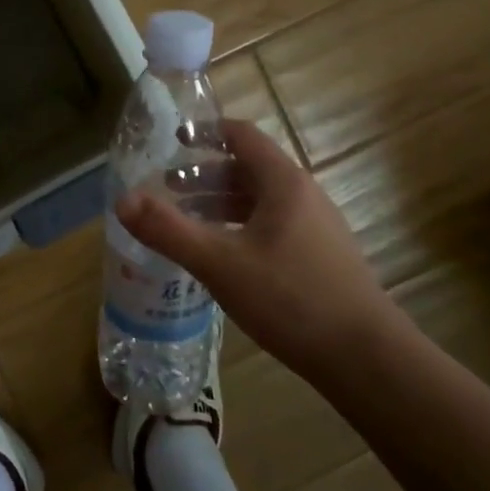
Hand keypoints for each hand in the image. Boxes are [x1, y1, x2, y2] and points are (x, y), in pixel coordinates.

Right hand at [114, 120, 404, 384]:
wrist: (366, 358)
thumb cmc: (291, 298)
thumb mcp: (220, 263)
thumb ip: (168, 230)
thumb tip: (122, 201)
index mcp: (283, 182)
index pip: (242, 135)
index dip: (206, 132)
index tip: (173, 140)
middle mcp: (303, 195)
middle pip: (248, 168)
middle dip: (205, 174)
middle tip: (166, 186)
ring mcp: (316, 227)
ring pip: (259, 200)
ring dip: (220, 202)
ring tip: (186, 219)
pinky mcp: (320, 256)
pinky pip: (271, 225)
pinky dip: (239, 226)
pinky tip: (222, 255)